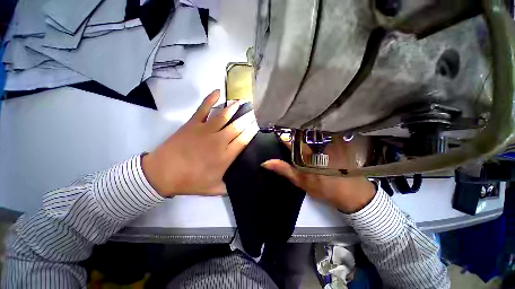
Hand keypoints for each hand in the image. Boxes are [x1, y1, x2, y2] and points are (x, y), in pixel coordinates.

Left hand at [142, 90, 258, 196]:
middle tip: (256, 110)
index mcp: (225, 155)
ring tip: (243, 101)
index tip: (259, 124)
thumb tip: (239, 185)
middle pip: (237, 126)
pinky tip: (218, 91)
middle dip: (248, 117)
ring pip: (224, 115)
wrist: (162, 173)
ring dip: (234, 107)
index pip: (244, 140)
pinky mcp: (193, 123)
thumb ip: (229, 187)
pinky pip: (203, 108)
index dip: (252, 131)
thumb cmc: (190, 181)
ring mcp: (205, 130)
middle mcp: (219, 140)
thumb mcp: (213, 189)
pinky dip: (210, 99)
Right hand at [262, 138, 375, 212]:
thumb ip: (284, 170)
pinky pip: (322, 133)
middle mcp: (317, 143)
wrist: (352, 193)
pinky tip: (312, 136)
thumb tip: (265, 162)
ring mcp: (328, 141)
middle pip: (301, 132)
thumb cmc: (324, 188)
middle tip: (285, 131)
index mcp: (306, 152)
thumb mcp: (301, 181)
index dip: (282, 136)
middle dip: (292, 132)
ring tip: (297, 132)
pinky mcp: (337, 141)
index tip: (276, 133)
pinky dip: (314, 133)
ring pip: (311, 131)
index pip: (290, 139)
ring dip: (303, 131)